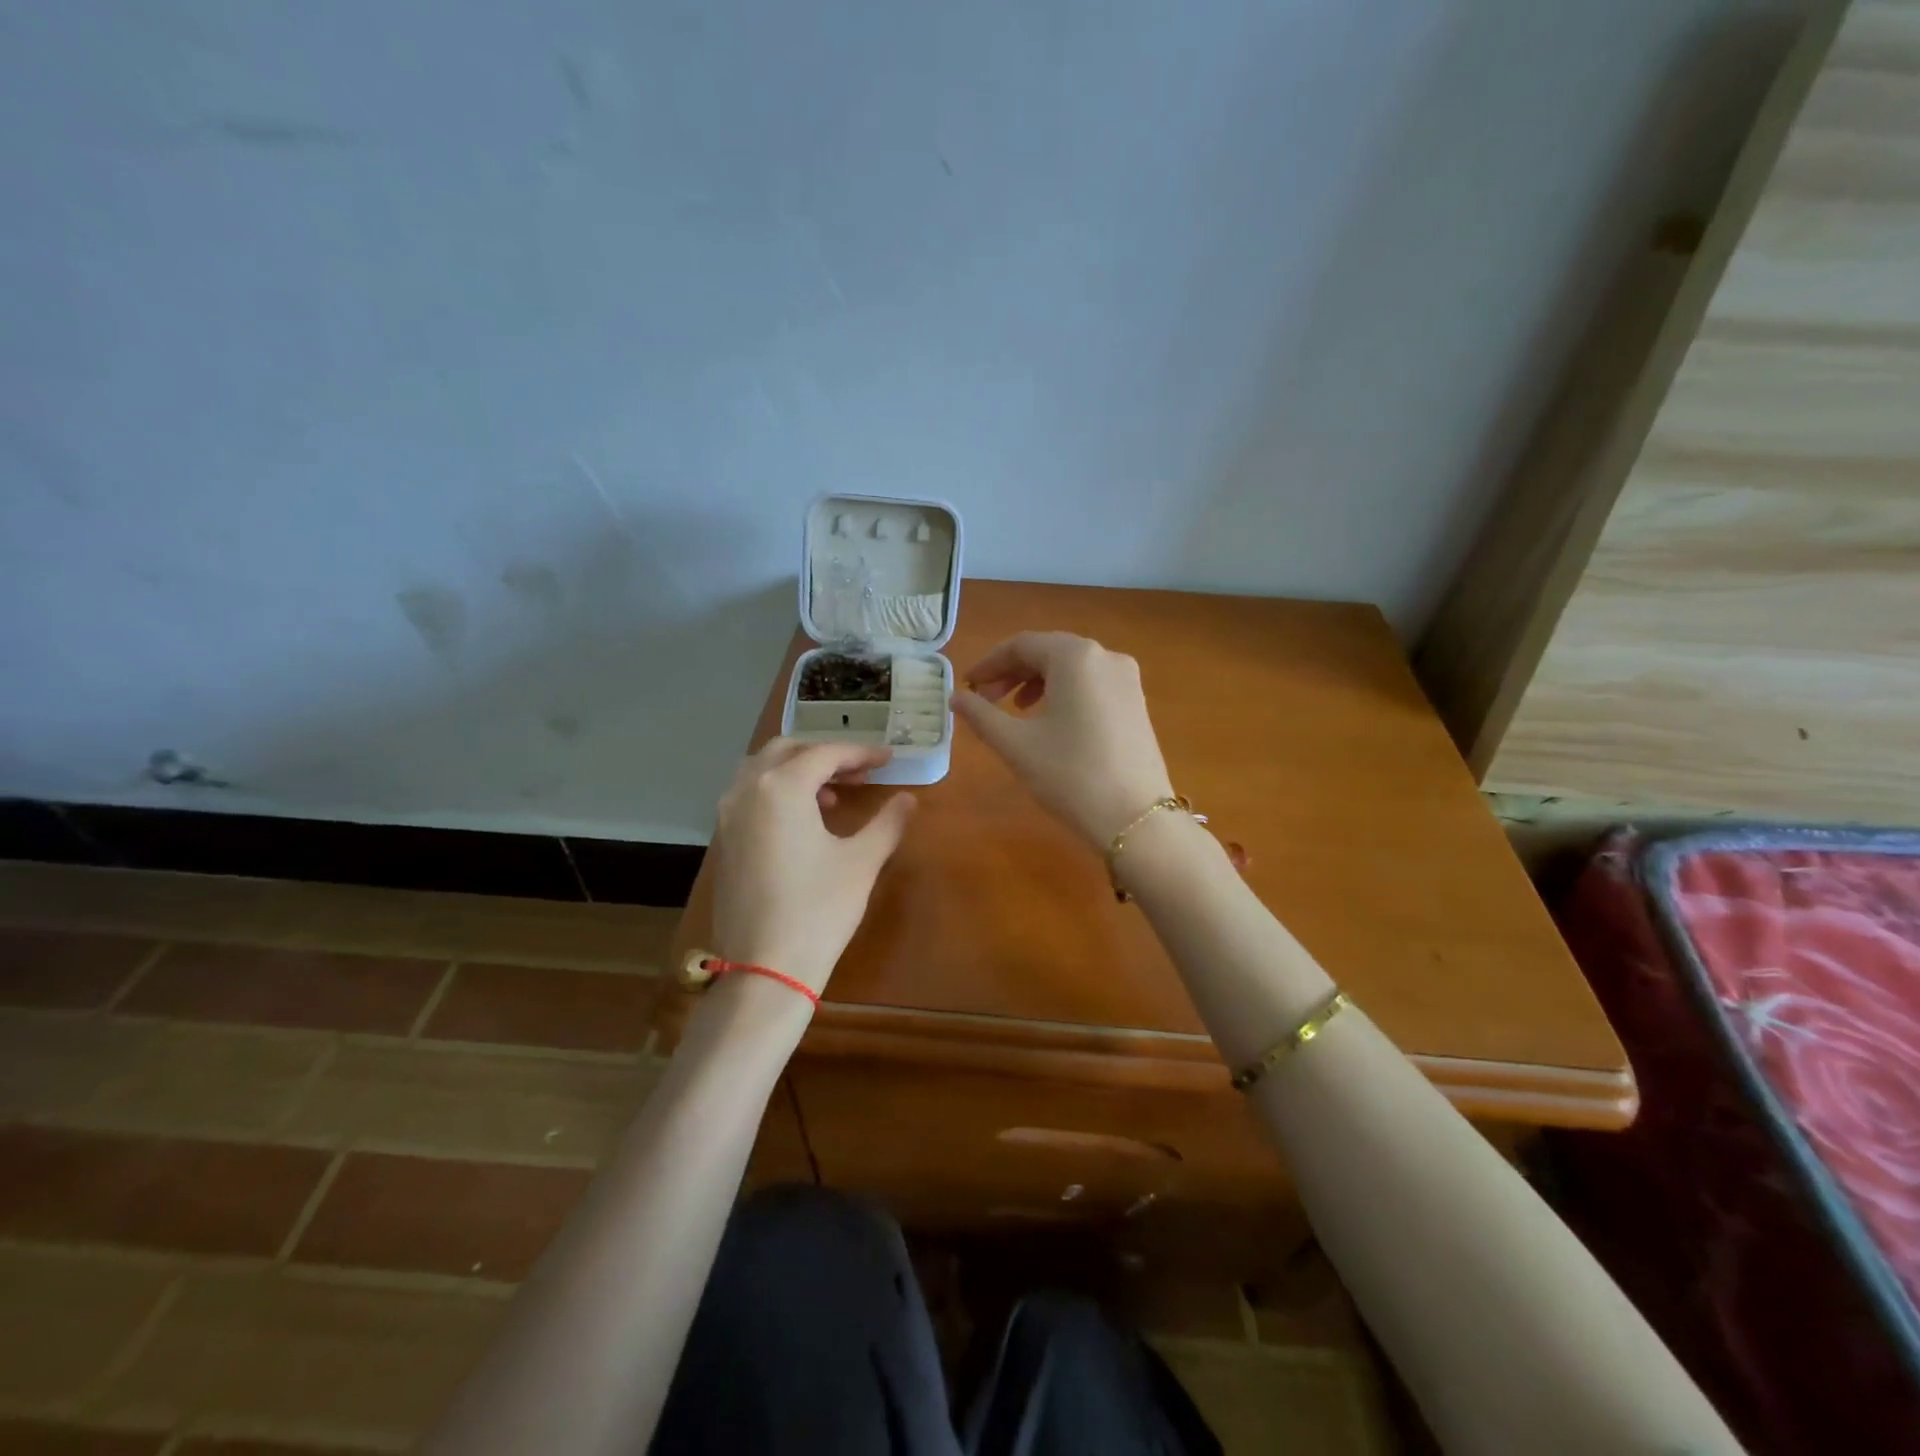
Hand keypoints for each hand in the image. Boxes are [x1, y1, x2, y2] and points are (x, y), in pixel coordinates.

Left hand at [708, 738, 916, 995]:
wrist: (765, 969)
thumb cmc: (819, 909)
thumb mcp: (862, 861)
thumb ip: (887, 822)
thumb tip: (908, 799)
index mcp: (781, 788)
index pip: (826, 753)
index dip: (861, 753)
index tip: (888, 759)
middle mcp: (747, 791)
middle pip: (788, 751)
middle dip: (826, 755)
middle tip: (861, 772)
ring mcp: (728, 816)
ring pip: (763, 770)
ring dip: (799, 770)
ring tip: (834, 794)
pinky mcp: (723, 841)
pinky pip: (750, 796)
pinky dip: (778, 792)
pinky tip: (804, 820)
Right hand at [953, 631, 1174, 847]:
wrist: (1135, 818)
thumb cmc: (1069, 774)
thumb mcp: (1016, 744)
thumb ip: (980, 715)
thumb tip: (956, 698)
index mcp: (1075, 656)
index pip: (1022, 645)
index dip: (989, 663)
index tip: (968, 687)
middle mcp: (1105, 656)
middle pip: (1048, 651)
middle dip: (1013, 672)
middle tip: (986, 699)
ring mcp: (1127, 679)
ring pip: (1071, 668)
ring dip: (1037, 682)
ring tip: (1016, 710)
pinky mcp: (1136, 702)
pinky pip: (1091, 684)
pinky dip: (1064, 692)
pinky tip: (1051, 721)